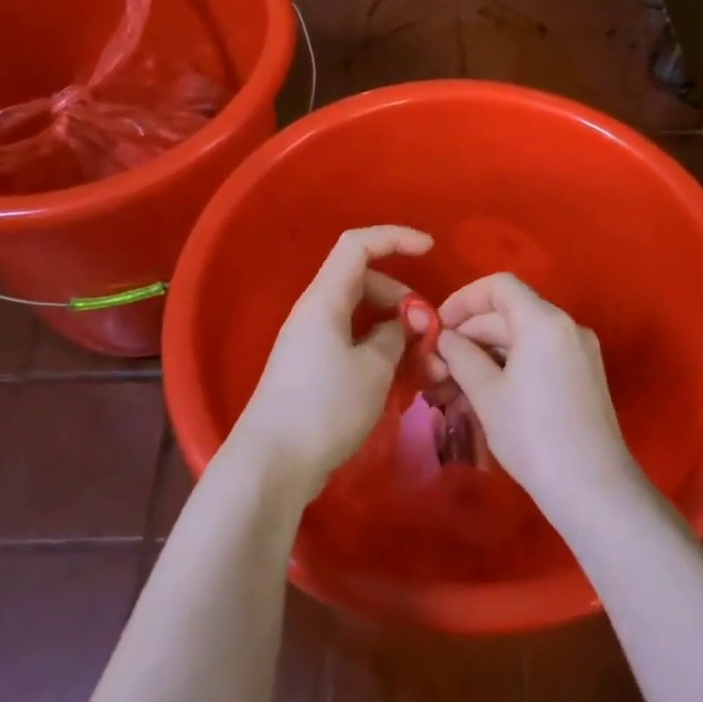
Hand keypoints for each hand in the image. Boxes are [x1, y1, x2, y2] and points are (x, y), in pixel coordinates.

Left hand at [232, 226, 433, 502]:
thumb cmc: (324, 407)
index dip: (395, 238)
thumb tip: (404, 323)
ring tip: (422, 361)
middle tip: (428, 329)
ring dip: (394, 328)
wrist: (272, 463)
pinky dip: (379, 349)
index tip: (430, 249)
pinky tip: (400, 375)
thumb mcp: (374, 368)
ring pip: (361, 315)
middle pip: (364, 281)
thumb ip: (396, 336)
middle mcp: (315, 312)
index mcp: (325, 299)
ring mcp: (312, 341)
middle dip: (402, 297)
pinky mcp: (313, 368)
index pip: (358, 245)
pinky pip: (353, 341)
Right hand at [433, 273, 638, 519]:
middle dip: (469, 334)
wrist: (592, 488)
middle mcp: (566, 326)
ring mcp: (578, 352)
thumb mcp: (486, 393)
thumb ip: (460, 355)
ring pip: (521, 338)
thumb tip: (444, 337)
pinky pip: (538, 356)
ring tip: (452, 387)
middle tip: (436, 365)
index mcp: (544, 321)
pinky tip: (483, 395)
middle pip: (509, 312)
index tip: (437, 326)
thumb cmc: (532, 434)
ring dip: (485, 354)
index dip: (463, 299)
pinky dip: (508, 366)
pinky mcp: (582, 376)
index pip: (498, 286)